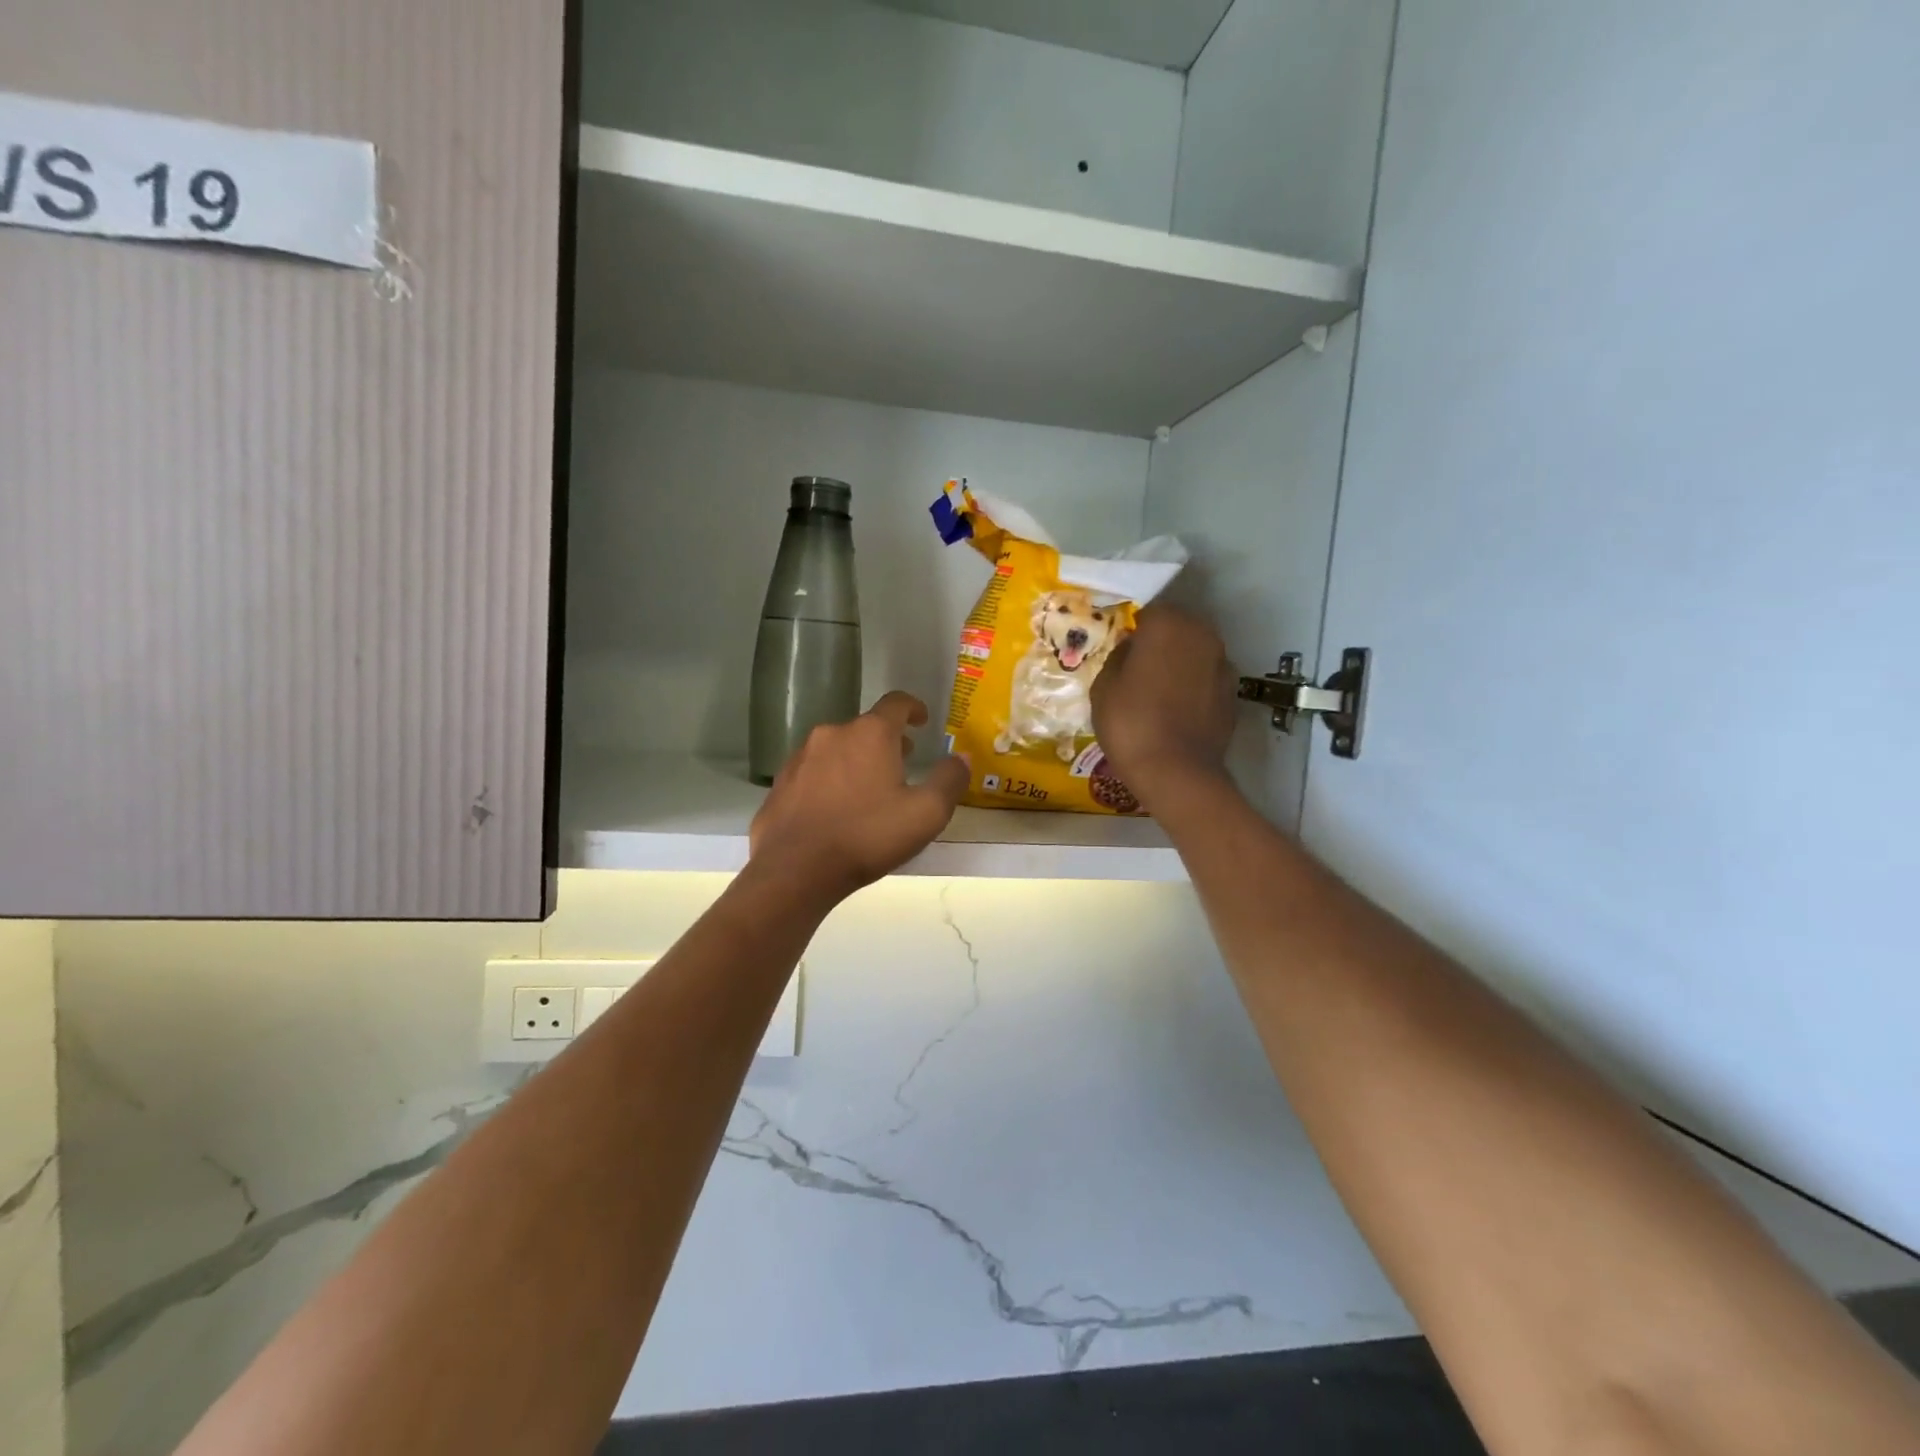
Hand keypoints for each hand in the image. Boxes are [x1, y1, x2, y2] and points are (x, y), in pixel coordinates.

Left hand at [748, 692, 967, 899]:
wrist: (795, 869)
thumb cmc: (867, 836)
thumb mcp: (926, 813)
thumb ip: (949, 780)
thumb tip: (960, 758)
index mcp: (870, 734)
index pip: (896, 703)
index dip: (913, 708)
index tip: (922, 720)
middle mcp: (833, 734)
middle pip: (866, 727)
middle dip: (887, 741)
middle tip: (903, 762)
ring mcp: (801, 757)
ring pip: (838, 748)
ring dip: (857, 760)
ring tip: (870, 789)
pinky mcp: (781, 783)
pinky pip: (814, 772)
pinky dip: (831, 780)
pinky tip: (836, 810)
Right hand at [1091, 606, 1236, 809]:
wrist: (1176, 772)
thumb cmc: (1130, 723)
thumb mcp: (1104, 687)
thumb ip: (1118, 657)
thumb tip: (1131, 649)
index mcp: (1168, 625)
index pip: (1149, 613)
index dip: (1134, 630)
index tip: (1122, 650)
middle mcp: (1202, 635)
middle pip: (1178, 629)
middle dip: (1160, 643)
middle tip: (1138, 669)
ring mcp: (1223, 664)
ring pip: (1195, 654)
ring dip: (1180, 665)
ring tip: (1159, 692)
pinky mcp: (1234, 694)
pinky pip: (1207, 680)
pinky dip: (1195, 688)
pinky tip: (1178, 711)